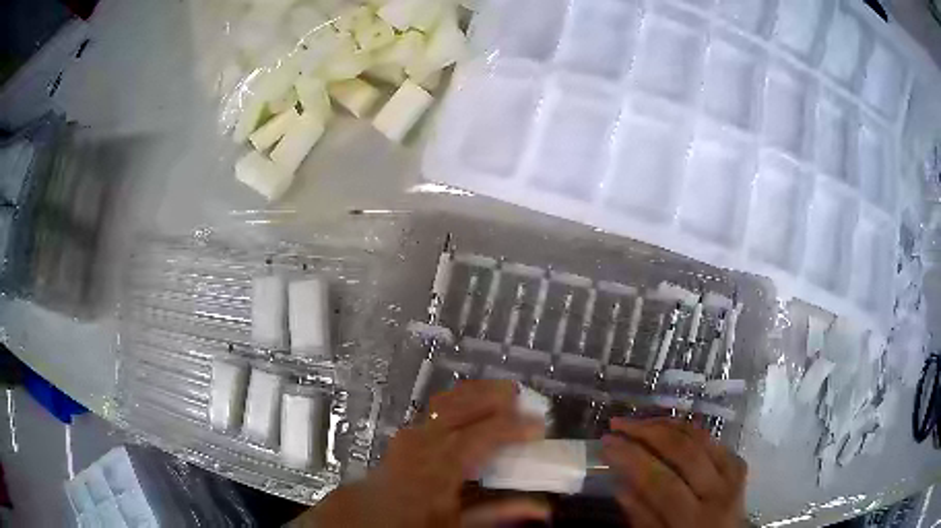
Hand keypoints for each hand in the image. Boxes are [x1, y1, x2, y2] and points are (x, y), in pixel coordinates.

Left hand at [306, 380, 545, 527]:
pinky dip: (463, 398)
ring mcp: (413, 430)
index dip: (512, 427)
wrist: (373, 513)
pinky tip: (476, 401)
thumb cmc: (416, 519)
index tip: (539, 425)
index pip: (481, 436)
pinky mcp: (409, 428)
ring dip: (480, 392)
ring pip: (450, 399)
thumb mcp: (460, 522)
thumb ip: (501, 512)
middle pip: (463, 406)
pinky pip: (439, 404)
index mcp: (439, 467)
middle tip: (527, 398)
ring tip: (506, 392)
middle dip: (496, 397)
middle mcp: (424, 441)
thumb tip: (541, 509)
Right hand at [602, 418, 746, 527]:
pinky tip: (666, 426)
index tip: (606, 442)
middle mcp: (719, 491)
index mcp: (694, 519)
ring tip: (638, 421)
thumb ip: (641, 516)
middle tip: (619, 424)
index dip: (632, 458)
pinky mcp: (738, 462)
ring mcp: (733, 473)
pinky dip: (686, 429)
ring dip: (665, 424)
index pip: (661, 482)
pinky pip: (711, 438)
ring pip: (699, 437)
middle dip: (647, 432)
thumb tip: (619, 483)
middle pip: (684, 452)